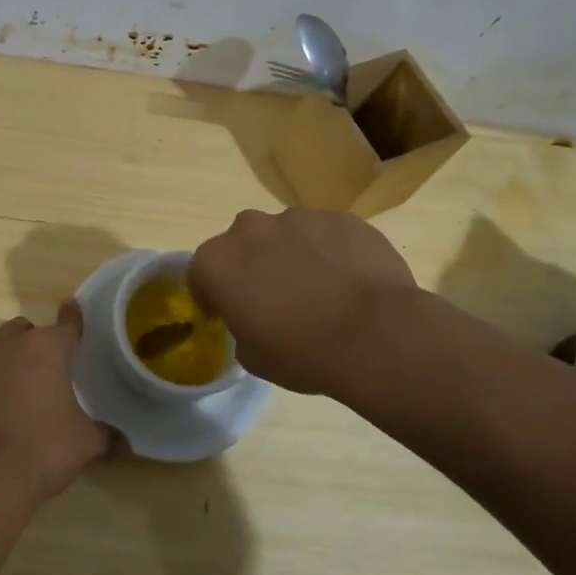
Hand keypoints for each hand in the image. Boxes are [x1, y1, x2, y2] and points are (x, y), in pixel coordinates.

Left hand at [0, 304, 112, 504]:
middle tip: (41, 366)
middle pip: (21, 330)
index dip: (72, 317)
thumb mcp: (84, 444)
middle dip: (31, 342)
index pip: (66, 324)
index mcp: (45, 349)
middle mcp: (6, 347)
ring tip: (4, 379)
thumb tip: (125, 445)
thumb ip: (105, 436)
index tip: (71, 306)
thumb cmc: (43, 449)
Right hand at [189, 208, 419, 397]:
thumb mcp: (253, 357)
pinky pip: (328, 235)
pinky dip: (331, 252)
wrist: (376, 334)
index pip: (199, 271)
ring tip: (320, 290)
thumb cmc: (302, 352)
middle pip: (243, 243)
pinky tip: (351, 282)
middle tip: (274, 298)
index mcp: (219, 261)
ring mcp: (301, 218)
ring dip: (293, 255)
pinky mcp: (343, 219)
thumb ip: (241, 328)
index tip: (227, 312)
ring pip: (287, 235)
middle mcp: (253, 228)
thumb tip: (254, 319)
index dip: (211, 293)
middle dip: (252, 264)